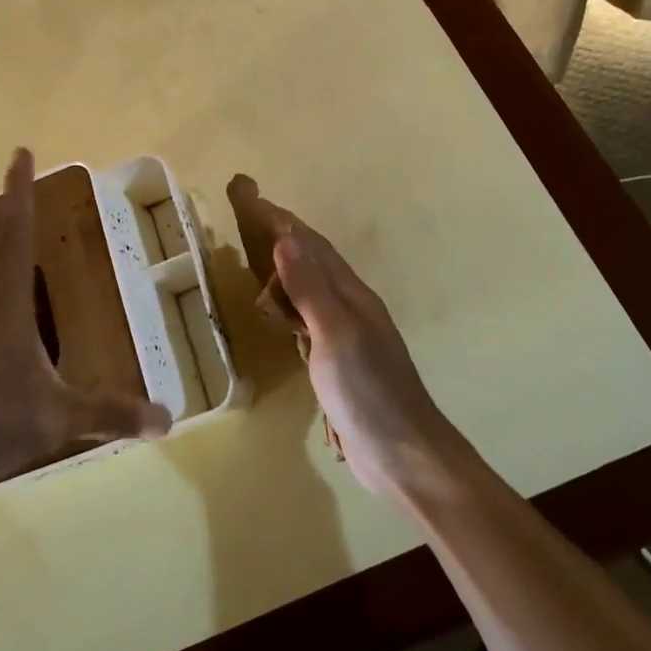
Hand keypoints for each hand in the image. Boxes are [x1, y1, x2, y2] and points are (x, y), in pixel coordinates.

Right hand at [233, 182, 464, 499]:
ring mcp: (346, 337)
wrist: (404, 454)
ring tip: (257, 257)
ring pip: (309, 290)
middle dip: (280, 236)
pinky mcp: (339, 364)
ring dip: (284, 270)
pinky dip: (289, 306)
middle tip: (246, 215)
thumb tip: (285, 238)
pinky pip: (308, 320)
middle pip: (311, 261)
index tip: (251, 196)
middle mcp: (349, 308)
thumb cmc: (368, 391)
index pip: (311, 245)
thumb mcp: (335, 335)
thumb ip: (310, 289)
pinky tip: (280, 314)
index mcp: (350, 295)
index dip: (281, 220)